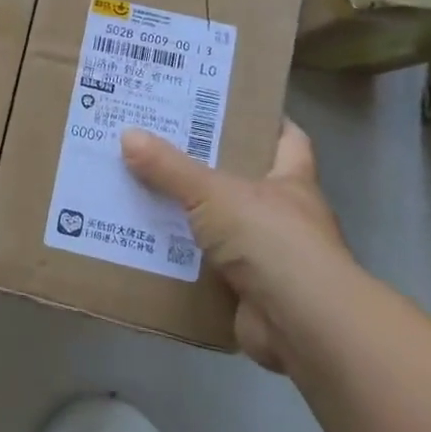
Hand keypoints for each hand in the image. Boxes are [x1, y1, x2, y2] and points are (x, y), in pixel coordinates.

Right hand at [121, 122, 355, 371]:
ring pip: (217, 227)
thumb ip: (170, 168)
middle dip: (201, 168)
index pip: (286, 139)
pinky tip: (141, 245)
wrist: (303, 326)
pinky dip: (178, 261)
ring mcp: (267, 258)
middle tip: (152, 145)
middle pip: (241, 182)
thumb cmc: (272, 241)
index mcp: (290, 182)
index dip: (262, 120)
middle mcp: (283, 217)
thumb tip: (128, 134)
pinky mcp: (246, 294)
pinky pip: (203, 268)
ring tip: (134, 192)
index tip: (222, 105)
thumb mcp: (214, 193)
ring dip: (184, 218)